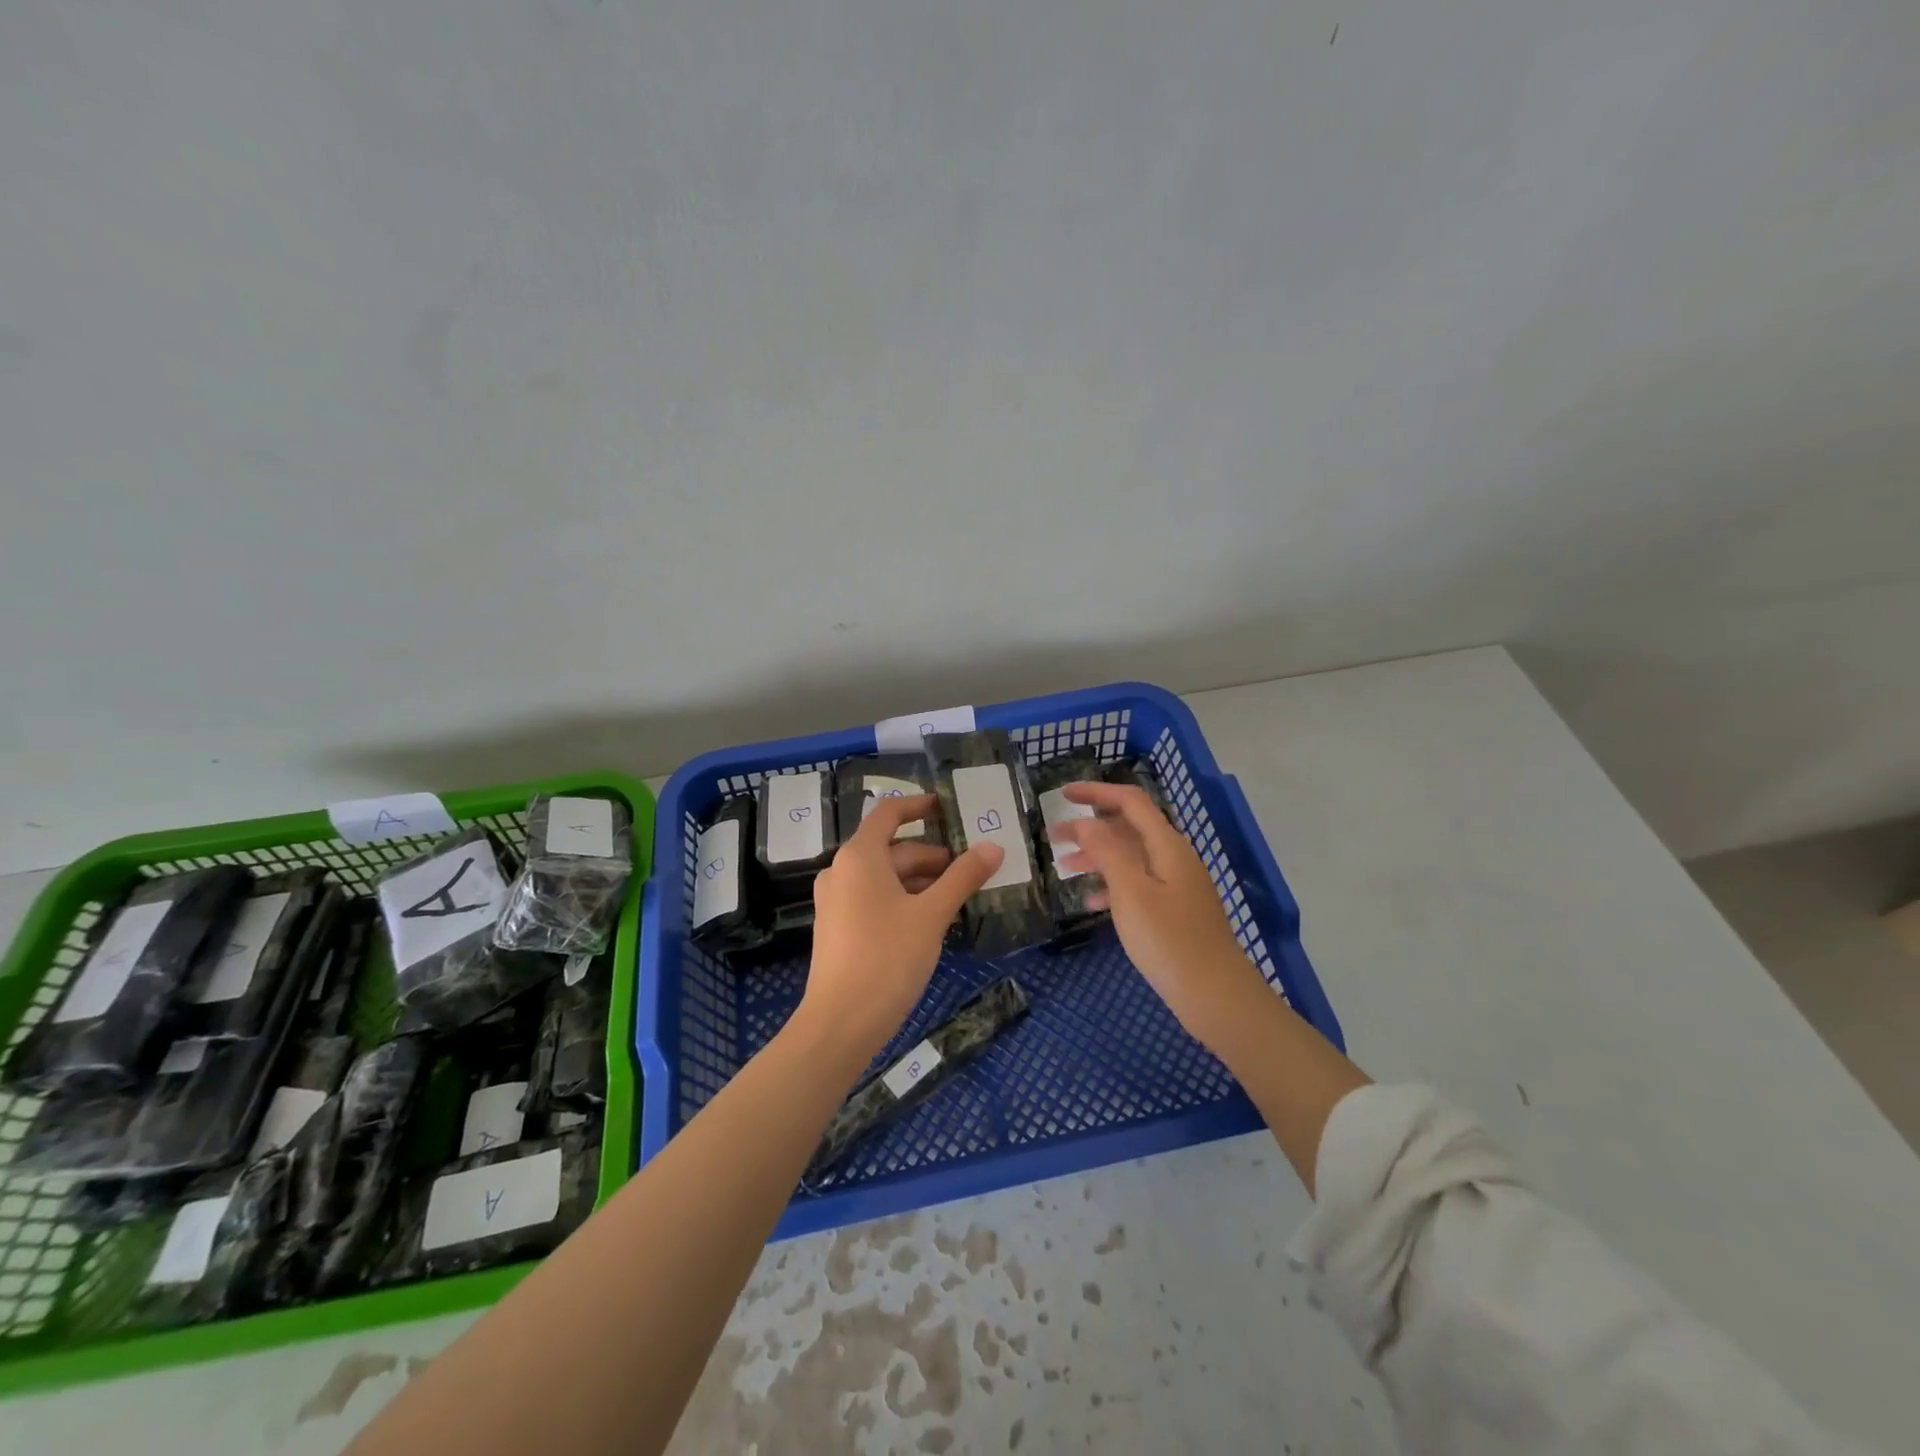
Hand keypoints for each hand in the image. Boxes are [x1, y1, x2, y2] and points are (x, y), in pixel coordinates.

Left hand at [799, 794, 1003, 1063]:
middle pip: (893, 849)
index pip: (889, 813)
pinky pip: (876, 899)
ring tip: (960, 898)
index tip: (949, 808)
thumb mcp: (932, 915)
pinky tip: (933, 922)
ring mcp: (837, 901)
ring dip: (922, 882)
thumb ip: (963, 877)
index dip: (919, 806)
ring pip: (886, 878)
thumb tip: (993, 847)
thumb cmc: (888, 958)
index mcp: (860, 856)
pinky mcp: (839, 928)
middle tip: (972, 869)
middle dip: (933, 857)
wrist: (840, 1023)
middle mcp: (843, 871)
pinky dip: (905, 900)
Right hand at [1053, 782, 1270, 1047]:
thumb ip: (1107, 851)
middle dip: (1091, 828)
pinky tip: (1091, 902)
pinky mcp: (1175, 910)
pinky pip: (1138, 884)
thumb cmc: (1169, 940)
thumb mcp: (1131, 892)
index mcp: (1167, 845)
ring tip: (1065, 868)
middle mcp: (1174, 857)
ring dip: (1098, 857)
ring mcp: (1177, 885)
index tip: (1062, 794)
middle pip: (1129, 828)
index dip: (1096, 793)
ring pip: (1131, 857)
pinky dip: (1113, 885)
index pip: (1130, 802)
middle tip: (1054, 838)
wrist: (1216, 995)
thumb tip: (1085, 822)